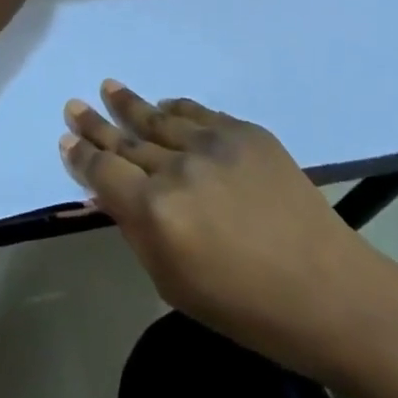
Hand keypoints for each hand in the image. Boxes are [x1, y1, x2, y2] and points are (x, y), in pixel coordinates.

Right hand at [59, 81, 397, 384]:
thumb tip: (110, 193)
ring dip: (130, 105)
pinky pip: (200, 113)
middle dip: (96, 124)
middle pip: (125, 139)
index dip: (81, 155)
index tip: (66, 140)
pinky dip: (178, 109)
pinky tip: (164, 104)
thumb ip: (137, 231)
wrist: (330, 293)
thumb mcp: (173, 283)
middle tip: (74, 105)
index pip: (102, 171)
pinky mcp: (246, 133)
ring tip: (110, 88)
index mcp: (155, 213)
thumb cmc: (245, 308)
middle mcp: (177, 169)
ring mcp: (214, 144)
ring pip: (159, 118)